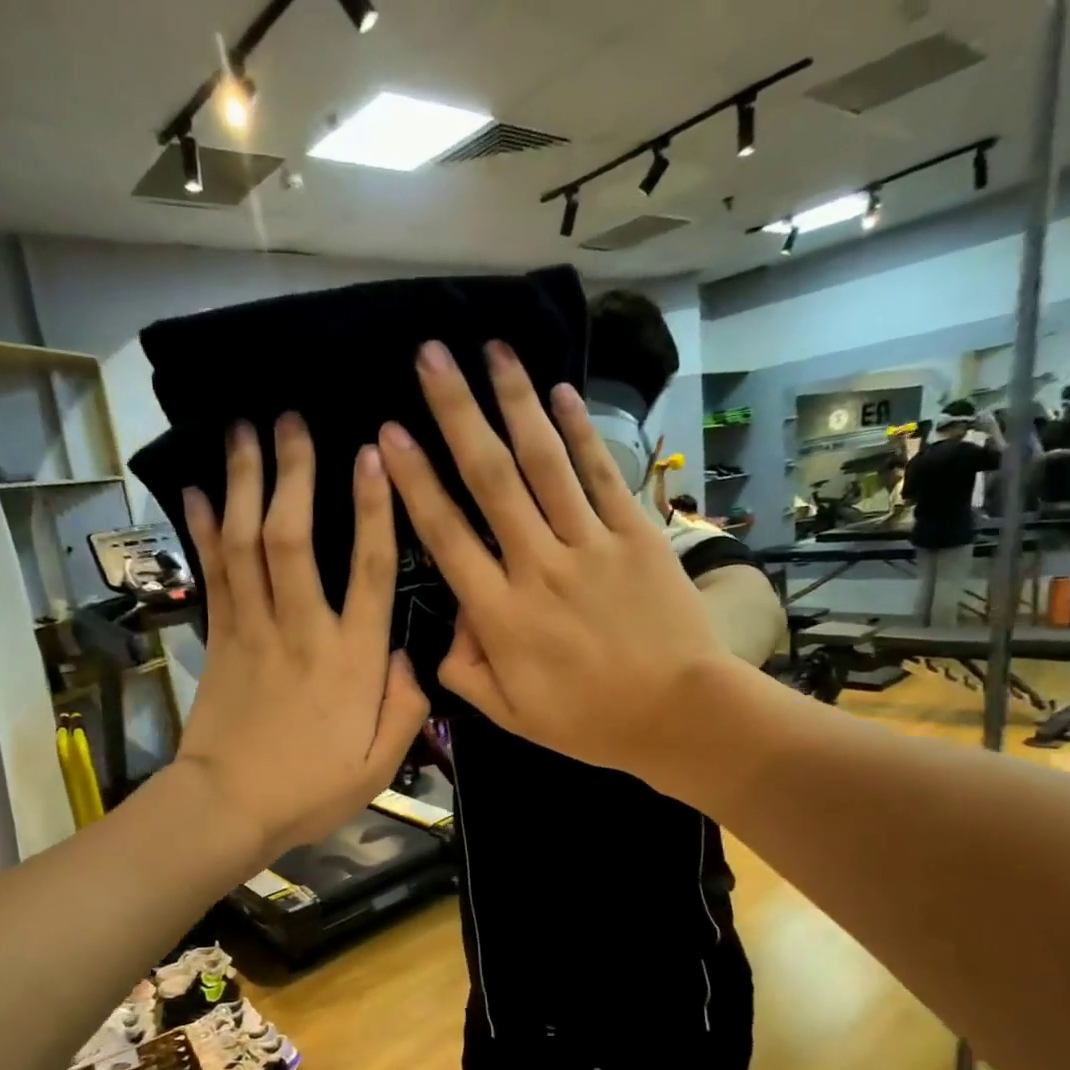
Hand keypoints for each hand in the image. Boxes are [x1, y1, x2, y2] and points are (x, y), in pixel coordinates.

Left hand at [175, 415, 427, 862]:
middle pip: (293, 538)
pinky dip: (205, 530)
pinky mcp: (219, 639)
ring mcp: (253, 629)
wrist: (229, 808)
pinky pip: (213, 574)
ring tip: (244, 431)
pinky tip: (200, 491)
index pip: (368, 570)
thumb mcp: (380, 764)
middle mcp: (302, 629)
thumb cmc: (311, 789)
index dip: (373, 510)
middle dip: (294, 473)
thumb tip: (409, 657)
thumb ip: (406, 706)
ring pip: (247, 544)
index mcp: (351, 659)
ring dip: (245, 484)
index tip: (372, 455)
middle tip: (291, 419)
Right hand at [377, 340, 738, 781]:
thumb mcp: (511, 715)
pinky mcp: (634, 535)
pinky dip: (579, 431)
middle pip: (489, 479)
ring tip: (491, 349)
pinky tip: (559, 391)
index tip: (390, 434)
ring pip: (544, 462)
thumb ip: (465, 671)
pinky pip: (600, 474)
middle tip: (431, 357)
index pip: (447, 536)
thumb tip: (449, 625)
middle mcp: (537, 566)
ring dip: (515, 402)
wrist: (680, 715)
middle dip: (457, 413)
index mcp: (500, 614)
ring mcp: (588, 546)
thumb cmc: (590, 720)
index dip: (416, 482)